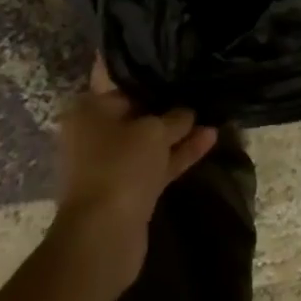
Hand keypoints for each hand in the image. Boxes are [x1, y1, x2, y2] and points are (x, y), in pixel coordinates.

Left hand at [51, 90, 216, 285]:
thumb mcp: (154, 131)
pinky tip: (210, 138)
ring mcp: (112, 164)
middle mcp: (95, 133)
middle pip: (136, 112)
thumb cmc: (121, 166)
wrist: (104, 236)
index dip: (148, 74)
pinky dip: (179, 153)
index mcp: (89, 110)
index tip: (175, 64)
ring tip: (211, 112)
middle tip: (196, 84)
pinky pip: (157, 163)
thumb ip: (174, 117)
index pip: (120, 82)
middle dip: (166, 103)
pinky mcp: (129, 189)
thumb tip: (187, 112)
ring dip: (178, 131)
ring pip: (149, 140)